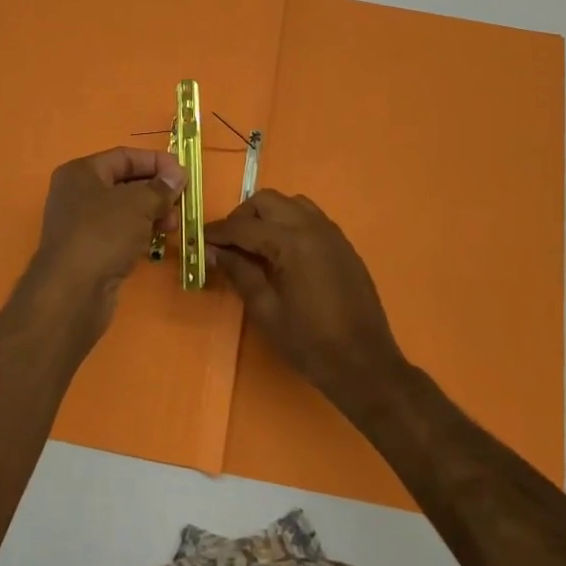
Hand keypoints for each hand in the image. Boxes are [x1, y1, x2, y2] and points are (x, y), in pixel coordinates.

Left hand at [19, 147, 184, 344]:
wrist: (71, 293)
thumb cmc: (102, 235)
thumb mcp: (138, 204)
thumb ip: (160, 187)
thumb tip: (177, 174)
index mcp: (81, 172)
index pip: (124, 157)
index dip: (155, 162)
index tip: (183, 174)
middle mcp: (77, 194)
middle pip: (124, 183)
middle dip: (156, 191)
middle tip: (181, 203)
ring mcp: (80, 224)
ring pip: (124, 211)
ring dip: (151, 214)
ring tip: (172, 226)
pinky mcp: (88, 251)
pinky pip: (119, 233)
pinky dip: (139, 234)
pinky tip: (157, 242)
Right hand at [208, 190, 405, 409]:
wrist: (366, 365)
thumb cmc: (310, 343)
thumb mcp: (266, 311)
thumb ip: (240, 273)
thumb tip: (215, 251)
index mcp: (292, 242)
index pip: (244, 226)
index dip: (218, 232)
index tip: (199, 239)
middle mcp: (313, 226)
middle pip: (267, 201)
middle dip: (242, 217)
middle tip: (228, 244)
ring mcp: (332, 232)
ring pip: (290, 203)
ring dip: (268, 215)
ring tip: (255, 245)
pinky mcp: (343, 244)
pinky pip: (310, 217)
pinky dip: (289, 222)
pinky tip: (283, 252)